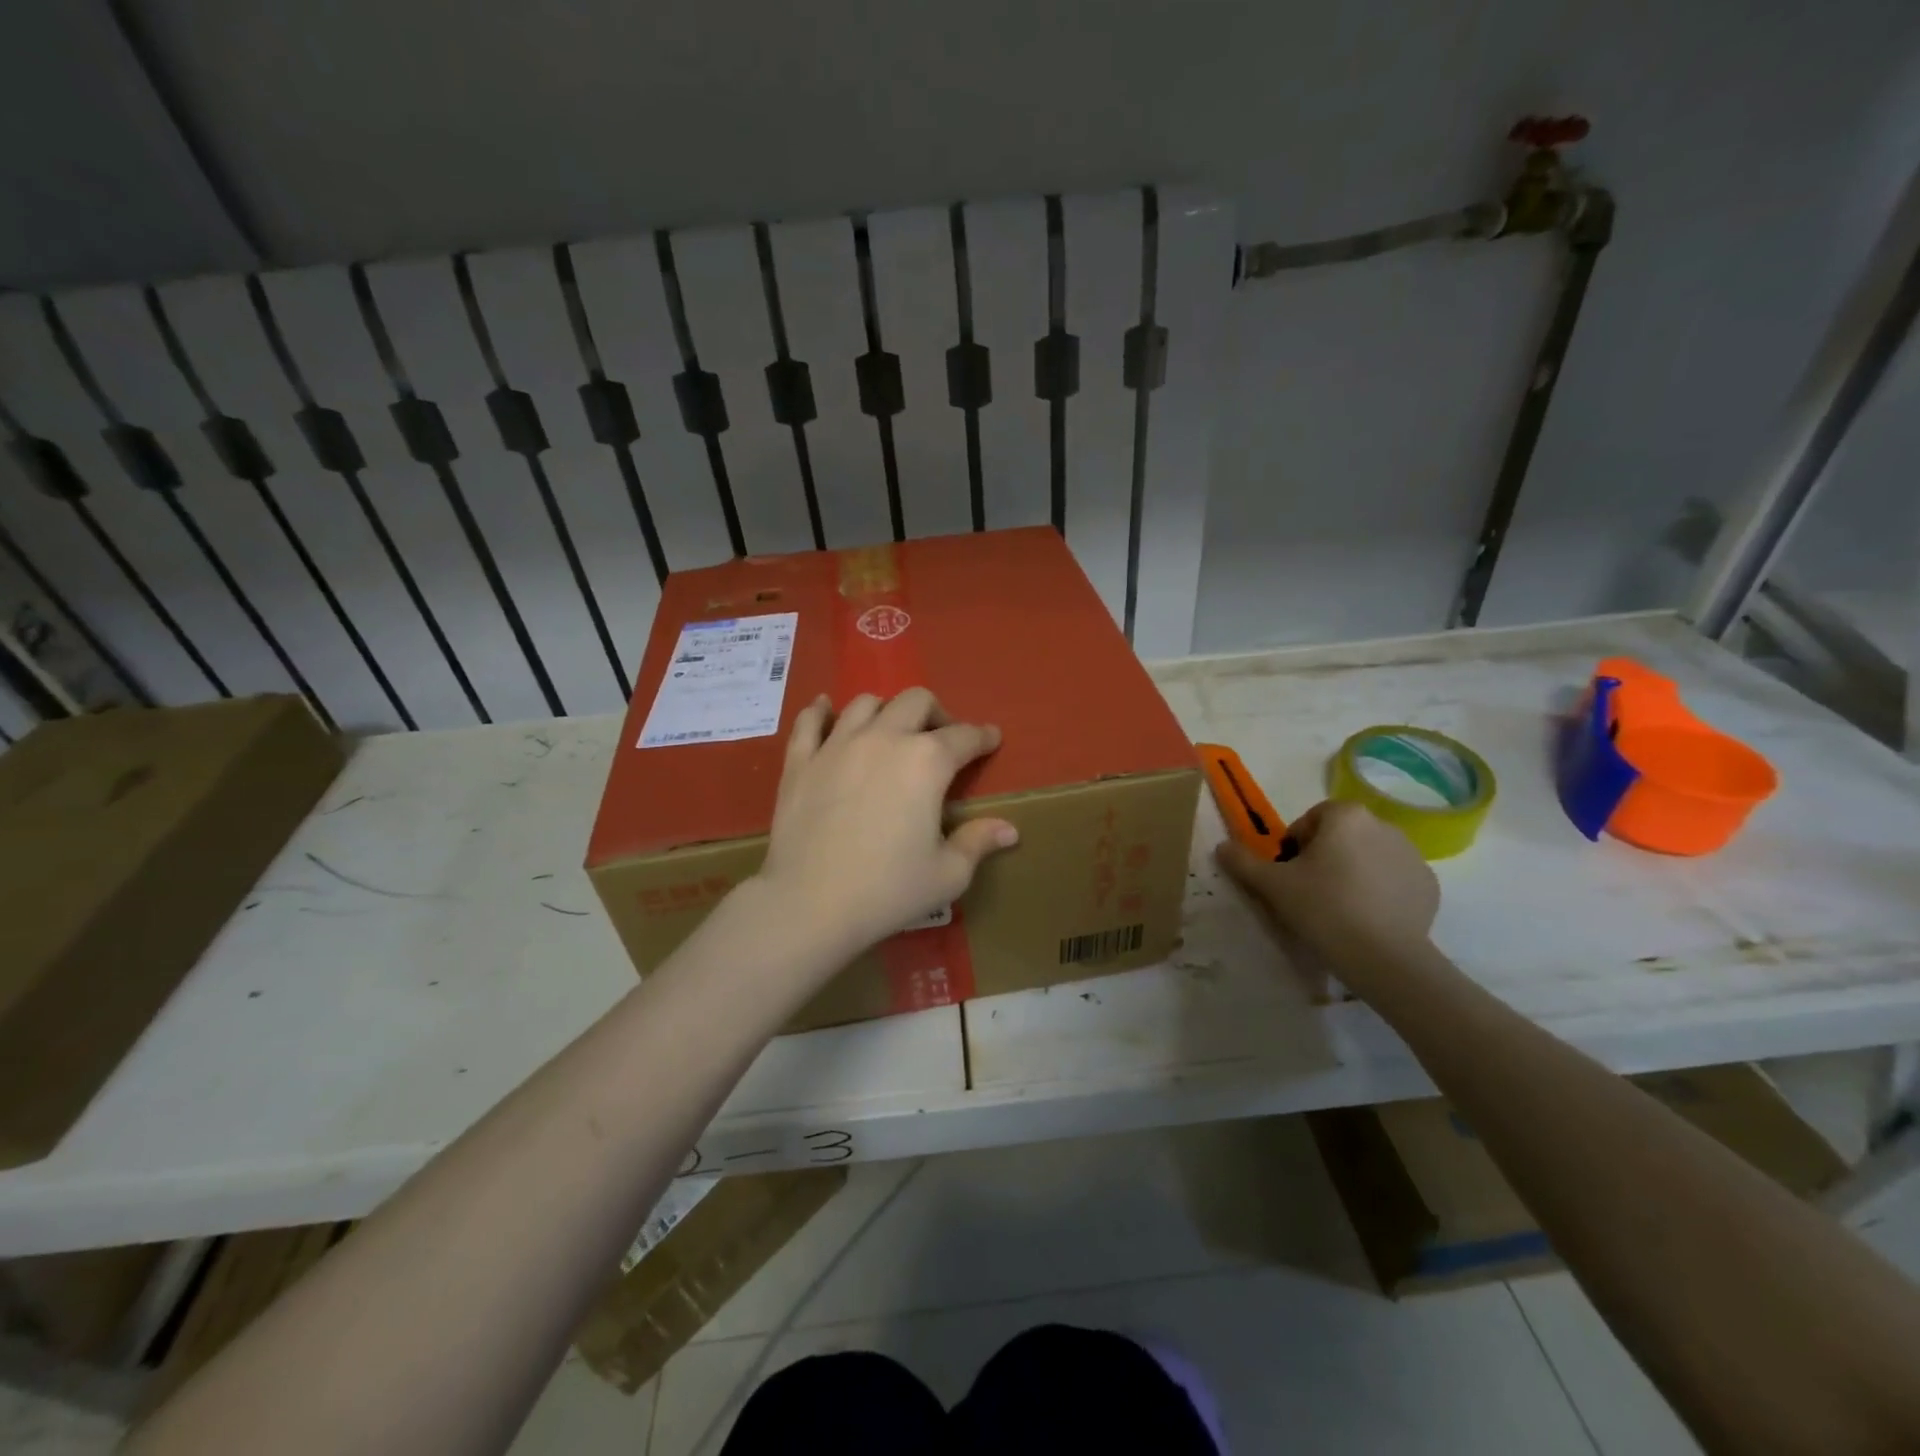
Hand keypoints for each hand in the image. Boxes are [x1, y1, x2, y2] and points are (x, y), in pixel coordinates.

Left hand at [754, 688, 1018, 962]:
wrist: (810, 904)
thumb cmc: (888, 890)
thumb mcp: (947, 874)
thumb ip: (978, 842)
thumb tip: (1009, 830)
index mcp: (927, 761)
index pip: (964, 736)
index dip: (983, 736)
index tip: (991, 738)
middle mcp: (884, 738)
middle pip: (916, 701)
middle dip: (937, 713)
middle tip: (940, 740)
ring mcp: (837, 745)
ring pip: (865, 703)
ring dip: (886, 711)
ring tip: (890, 732)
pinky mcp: (800, 761)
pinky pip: (809, 721)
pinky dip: (820, 711)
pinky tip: (825, 710)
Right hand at [1214, 799, 1438, 973]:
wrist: (1383, 958)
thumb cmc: (1322, 908)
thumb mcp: (1272, 884)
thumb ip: (1243, 861)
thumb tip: (1222, 846)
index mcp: (1346, 816)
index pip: (1312, 818)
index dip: (1295, 844)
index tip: (1290, 873)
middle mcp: (1384, 825)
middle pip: (1342, 835)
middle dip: (1325, 856)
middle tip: (1310, 892)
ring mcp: (1412, 855)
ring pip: (1369, 856)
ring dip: (1352, 872)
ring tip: (1338, 908)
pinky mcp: (1428, 885)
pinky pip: (1394, 879)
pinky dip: (1379, 891)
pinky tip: (1366, 919)